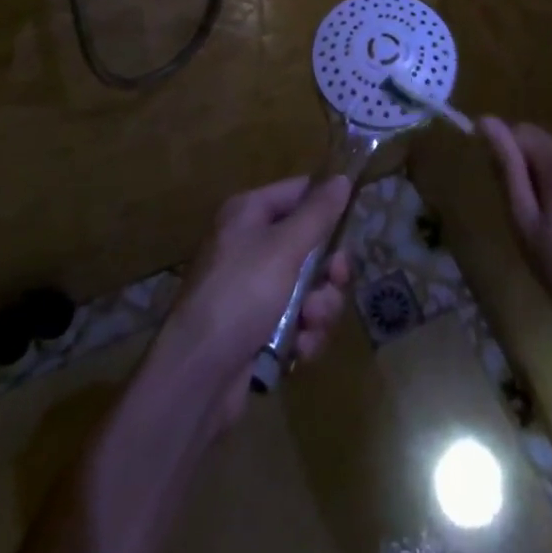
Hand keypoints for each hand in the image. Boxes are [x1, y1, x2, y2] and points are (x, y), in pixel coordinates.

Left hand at [144, 175, 352, 430]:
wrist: (198, 374)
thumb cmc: (241, 294)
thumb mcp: (285, 247)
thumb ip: (318, 213)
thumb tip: (341, 177)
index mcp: (249, 213)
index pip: (298, 192)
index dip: (326, 206)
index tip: (354, 222)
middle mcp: (250, 245)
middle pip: (309, 244)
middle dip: (327, 270)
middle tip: (335, 281)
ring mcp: (254, 289)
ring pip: (308, 287)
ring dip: (319, 307)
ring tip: (309, 324)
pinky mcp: (259, 328)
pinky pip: (297, 320)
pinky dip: (304, 334)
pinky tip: (300, 349)